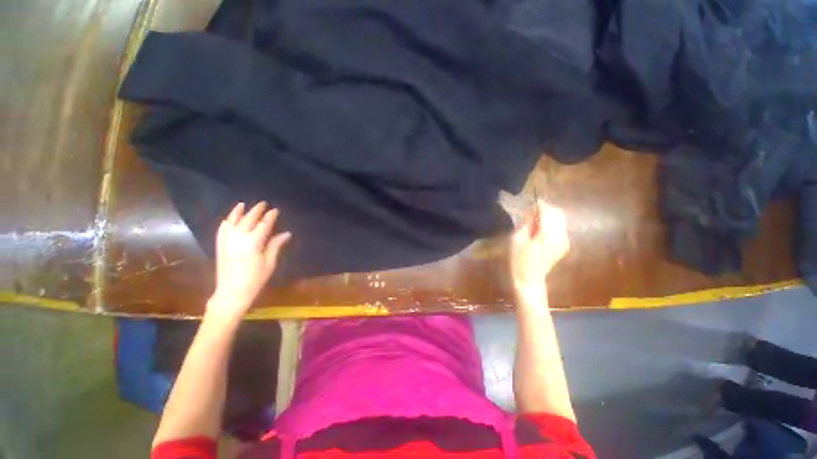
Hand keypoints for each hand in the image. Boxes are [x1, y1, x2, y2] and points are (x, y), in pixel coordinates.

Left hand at [208, 202, 290, 319]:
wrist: (231, 293)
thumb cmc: (255, 279)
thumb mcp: (269, 263)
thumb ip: (276, 245)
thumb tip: (286, 233)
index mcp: (253, 243)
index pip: (263, 225)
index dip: (270, 216)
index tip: (276, 210)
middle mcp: (238, 239)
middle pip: (248, 220)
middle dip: (256, 210)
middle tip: (264, 204)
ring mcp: (226, 242)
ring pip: (232, 222)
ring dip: (238, 212)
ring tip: (243, 204)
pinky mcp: (220, 246)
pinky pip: (222, 230)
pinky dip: (226, 222)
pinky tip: (229, 218)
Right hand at [510, 201, 569, 291]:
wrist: (529, 280)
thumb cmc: (518, 260)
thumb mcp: (517, 239)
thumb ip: (526, 223)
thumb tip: (532, 211)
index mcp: (547, 235)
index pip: (548, 212)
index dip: (540, 204)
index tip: (531, 202)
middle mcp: (561, 236)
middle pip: (558, 213)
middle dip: (546, 208)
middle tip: (532, 210)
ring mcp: (565, 241)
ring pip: (561, 219)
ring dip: (549, 215)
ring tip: (534, 219)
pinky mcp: (564, 245)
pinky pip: (560, 227)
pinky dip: (552, 223)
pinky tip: (540, 229)